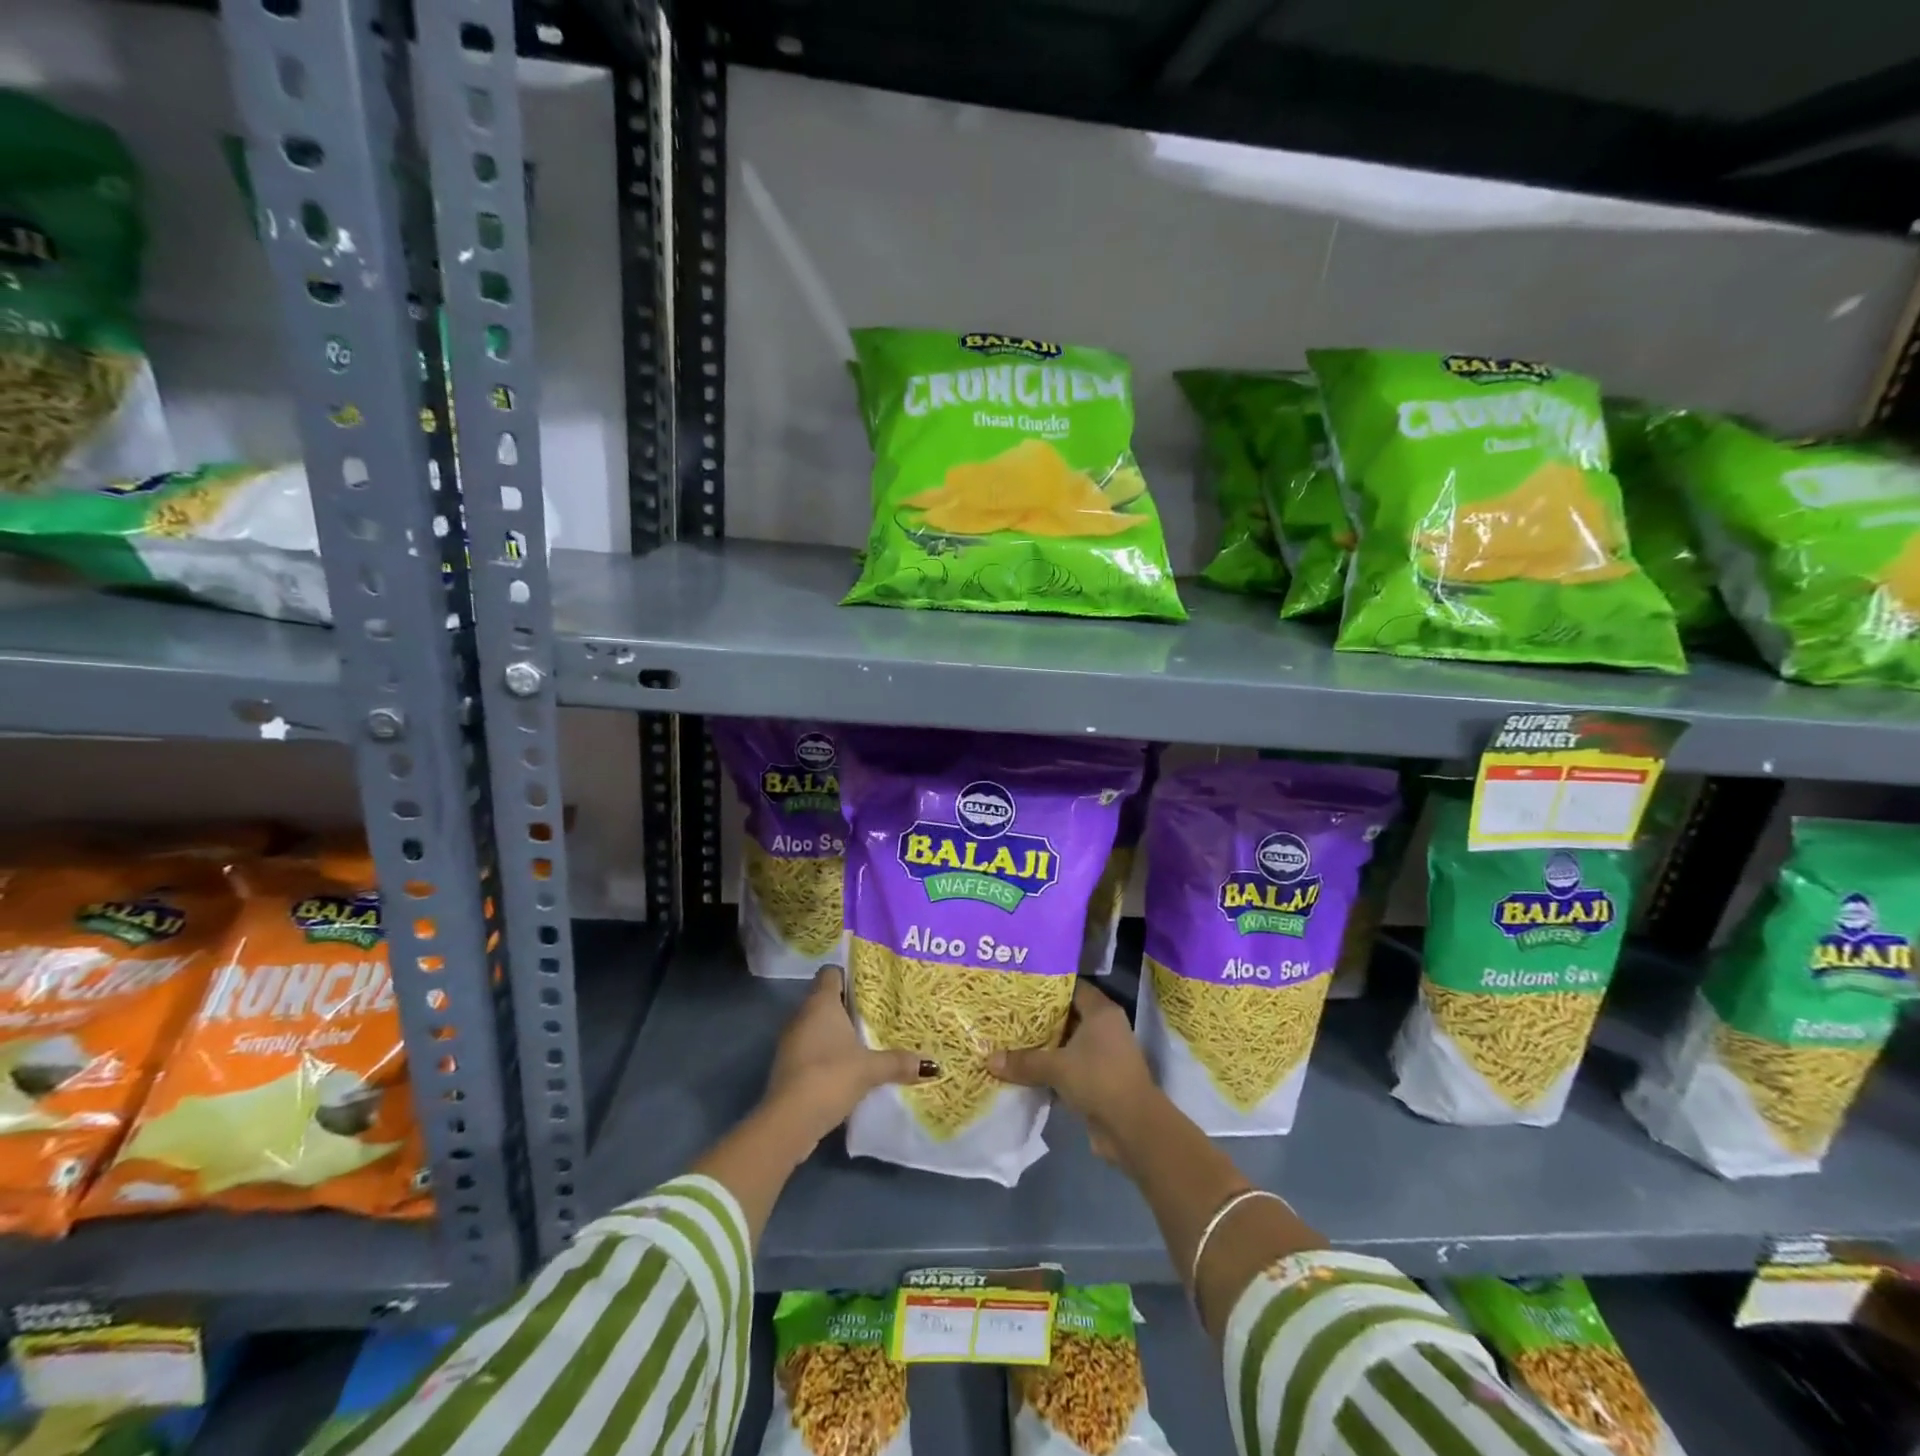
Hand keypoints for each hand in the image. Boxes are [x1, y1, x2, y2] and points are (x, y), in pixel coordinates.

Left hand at [761, 966, 934, 1151]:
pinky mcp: (788, 1066)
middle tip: (878, 1015)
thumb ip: (898, 1062)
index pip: (831, 973)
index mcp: (821, 1003)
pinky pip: (812, 1049)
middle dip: (849, 1007)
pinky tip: (848, 1068)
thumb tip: (931, 1065)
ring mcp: (792, 1041)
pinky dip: (828, 1054)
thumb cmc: (830, 1076)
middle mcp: (802, 1015)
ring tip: (867, 1042)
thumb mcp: (870, 1069)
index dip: (849, 975)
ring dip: (838, 1034)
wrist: (789, 1120)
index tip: (870, 986)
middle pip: (826, 1000)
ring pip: (818, 1027)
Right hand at [988, 981, 1159, 1162]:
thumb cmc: (1098, 1079)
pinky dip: (1053, 1071)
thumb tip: (989, 1060)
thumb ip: (1024, 1062)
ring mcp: (1105, 1056)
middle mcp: (1106, 1028)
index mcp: (1101, 1012)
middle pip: (1068, 1016)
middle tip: (1009, 1014)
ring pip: (1068, 1045)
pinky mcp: (1101, 1081)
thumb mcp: (1056, 1067)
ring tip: (1011, 1042)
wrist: (1133, 1128)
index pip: (1073, 987)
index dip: (1048, 986)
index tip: (1021, 987)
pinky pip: (1071, 1068)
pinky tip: (1026, 1073)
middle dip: (1040, 1019)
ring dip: (1045, 1048)